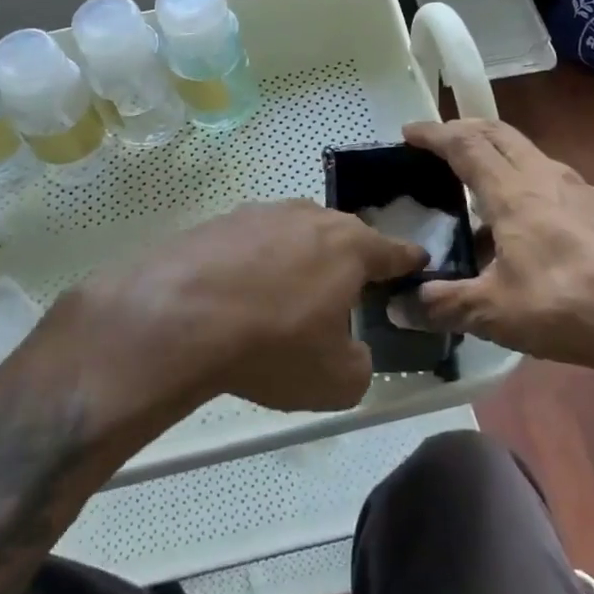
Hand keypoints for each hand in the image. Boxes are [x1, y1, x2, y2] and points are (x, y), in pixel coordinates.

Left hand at [48, 200, 425, 417]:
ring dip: (298, 261)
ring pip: (294, 235)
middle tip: (342, 296)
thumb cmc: (272, 345)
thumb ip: (361, 364)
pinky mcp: (218, 221)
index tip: (415, 268)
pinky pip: (251, 243)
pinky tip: (237, 296)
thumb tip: (352, 352)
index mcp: (350, 245)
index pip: (395, 250)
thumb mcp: (336, 380)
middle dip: (348, 262)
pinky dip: (254, 265)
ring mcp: (260, 213)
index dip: (409, 264)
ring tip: (283, 300)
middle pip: (343, 237)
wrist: (177, 318)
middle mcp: (309, 216)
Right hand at [404, 119, 593, 383]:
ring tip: (477, 180)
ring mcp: (578, 189)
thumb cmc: (566, 304)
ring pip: (528, 151)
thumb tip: (401, 308)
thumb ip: (444, 305)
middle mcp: (544, 176)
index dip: (434, 133)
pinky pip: (550, 176)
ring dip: (496, 151)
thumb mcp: (494, 312)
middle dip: (464, 128)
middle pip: (498, 133)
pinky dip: (523, 177)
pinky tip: (523, 218)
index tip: (409, 131)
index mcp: (512, 191)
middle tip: (439, 141)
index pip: (465, 144)